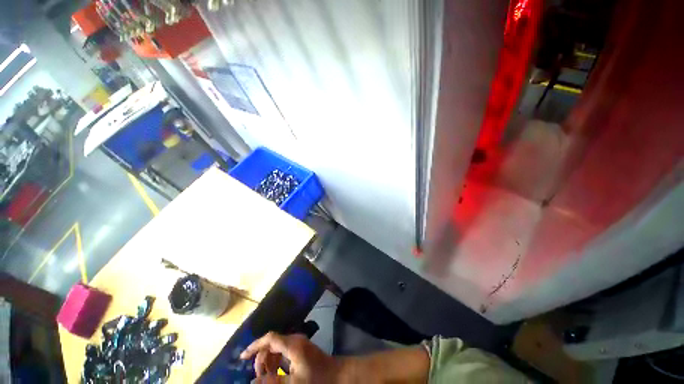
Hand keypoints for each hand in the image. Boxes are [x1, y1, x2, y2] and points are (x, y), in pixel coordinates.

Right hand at [240, 332, 339, 382]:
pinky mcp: (301, 348)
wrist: (337, 375)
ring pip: (277, 348)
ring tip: (267, 378)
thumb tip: (253, 381)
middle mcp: (294, 340)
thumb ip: (273, 382)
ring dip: (269, 362)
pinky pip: (284, 352)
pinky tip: (276, 374)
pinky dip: (277, 362)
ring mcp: (298, 343)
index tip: (242, 358)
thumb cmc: (316, 379)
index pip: (269, 338)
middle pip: (271, 344)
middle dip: (261, 359)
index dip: (254, 346)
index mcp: (292, 345)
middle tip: (258, 378)